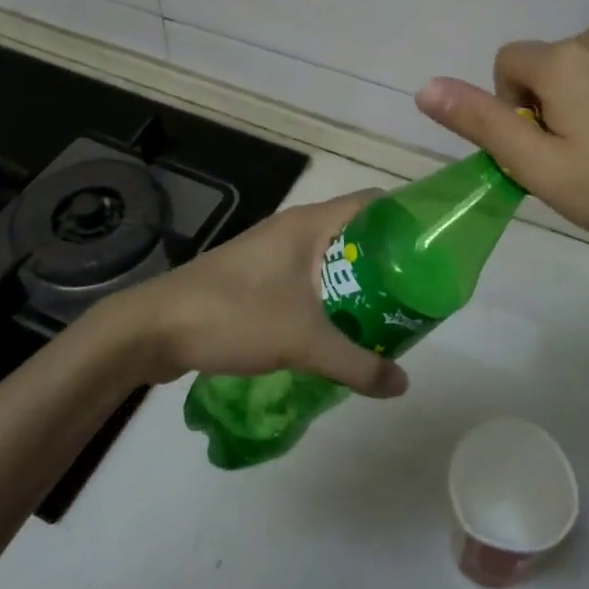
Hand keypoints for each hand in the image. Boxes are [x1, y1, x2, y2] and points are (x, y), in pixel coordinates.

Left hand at [104, 191, 409, 397]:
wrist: (155, 328)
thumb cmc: (234, 315)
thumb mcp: (302, 341)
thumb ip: (356, 363)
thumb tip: (402, 384)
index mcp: (308, 224)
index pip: (372, 203)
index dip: (406, 218)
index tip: (433, 249)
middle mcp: (292, 229)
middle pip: (354, 232)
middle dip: (386, 260)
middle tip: (417, 294)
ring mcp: (270, 252)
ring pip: (329, 258)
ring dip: (356, 282)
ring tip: (387, 315)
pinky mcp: (254, 277)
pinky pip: (305, 278)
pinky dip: (328, 296)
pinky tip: (338, 330)